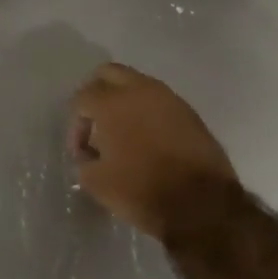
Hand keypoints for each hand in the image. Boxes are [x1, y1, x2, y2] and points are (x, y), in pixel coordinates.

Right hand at [69, 63, 235, 239]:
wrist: (202, 204)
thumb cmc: (141, 190)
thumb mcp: (95, 182)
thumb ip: (84, 160)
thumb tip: (90, 154)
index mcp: (112, 103)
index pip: (82, 97)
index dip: (76, 125)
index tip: (82, 152)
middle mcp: (141, 91)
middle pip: (109, 74)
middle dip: (97, 95)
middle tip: (96, 126)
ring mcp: (170, 100)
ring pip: (138, 85)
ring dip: (124, 103)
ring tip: (122, 136)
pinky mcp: (190, 114)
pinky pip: (159, 103)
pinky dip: (147, 114)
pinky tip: (147, 143)